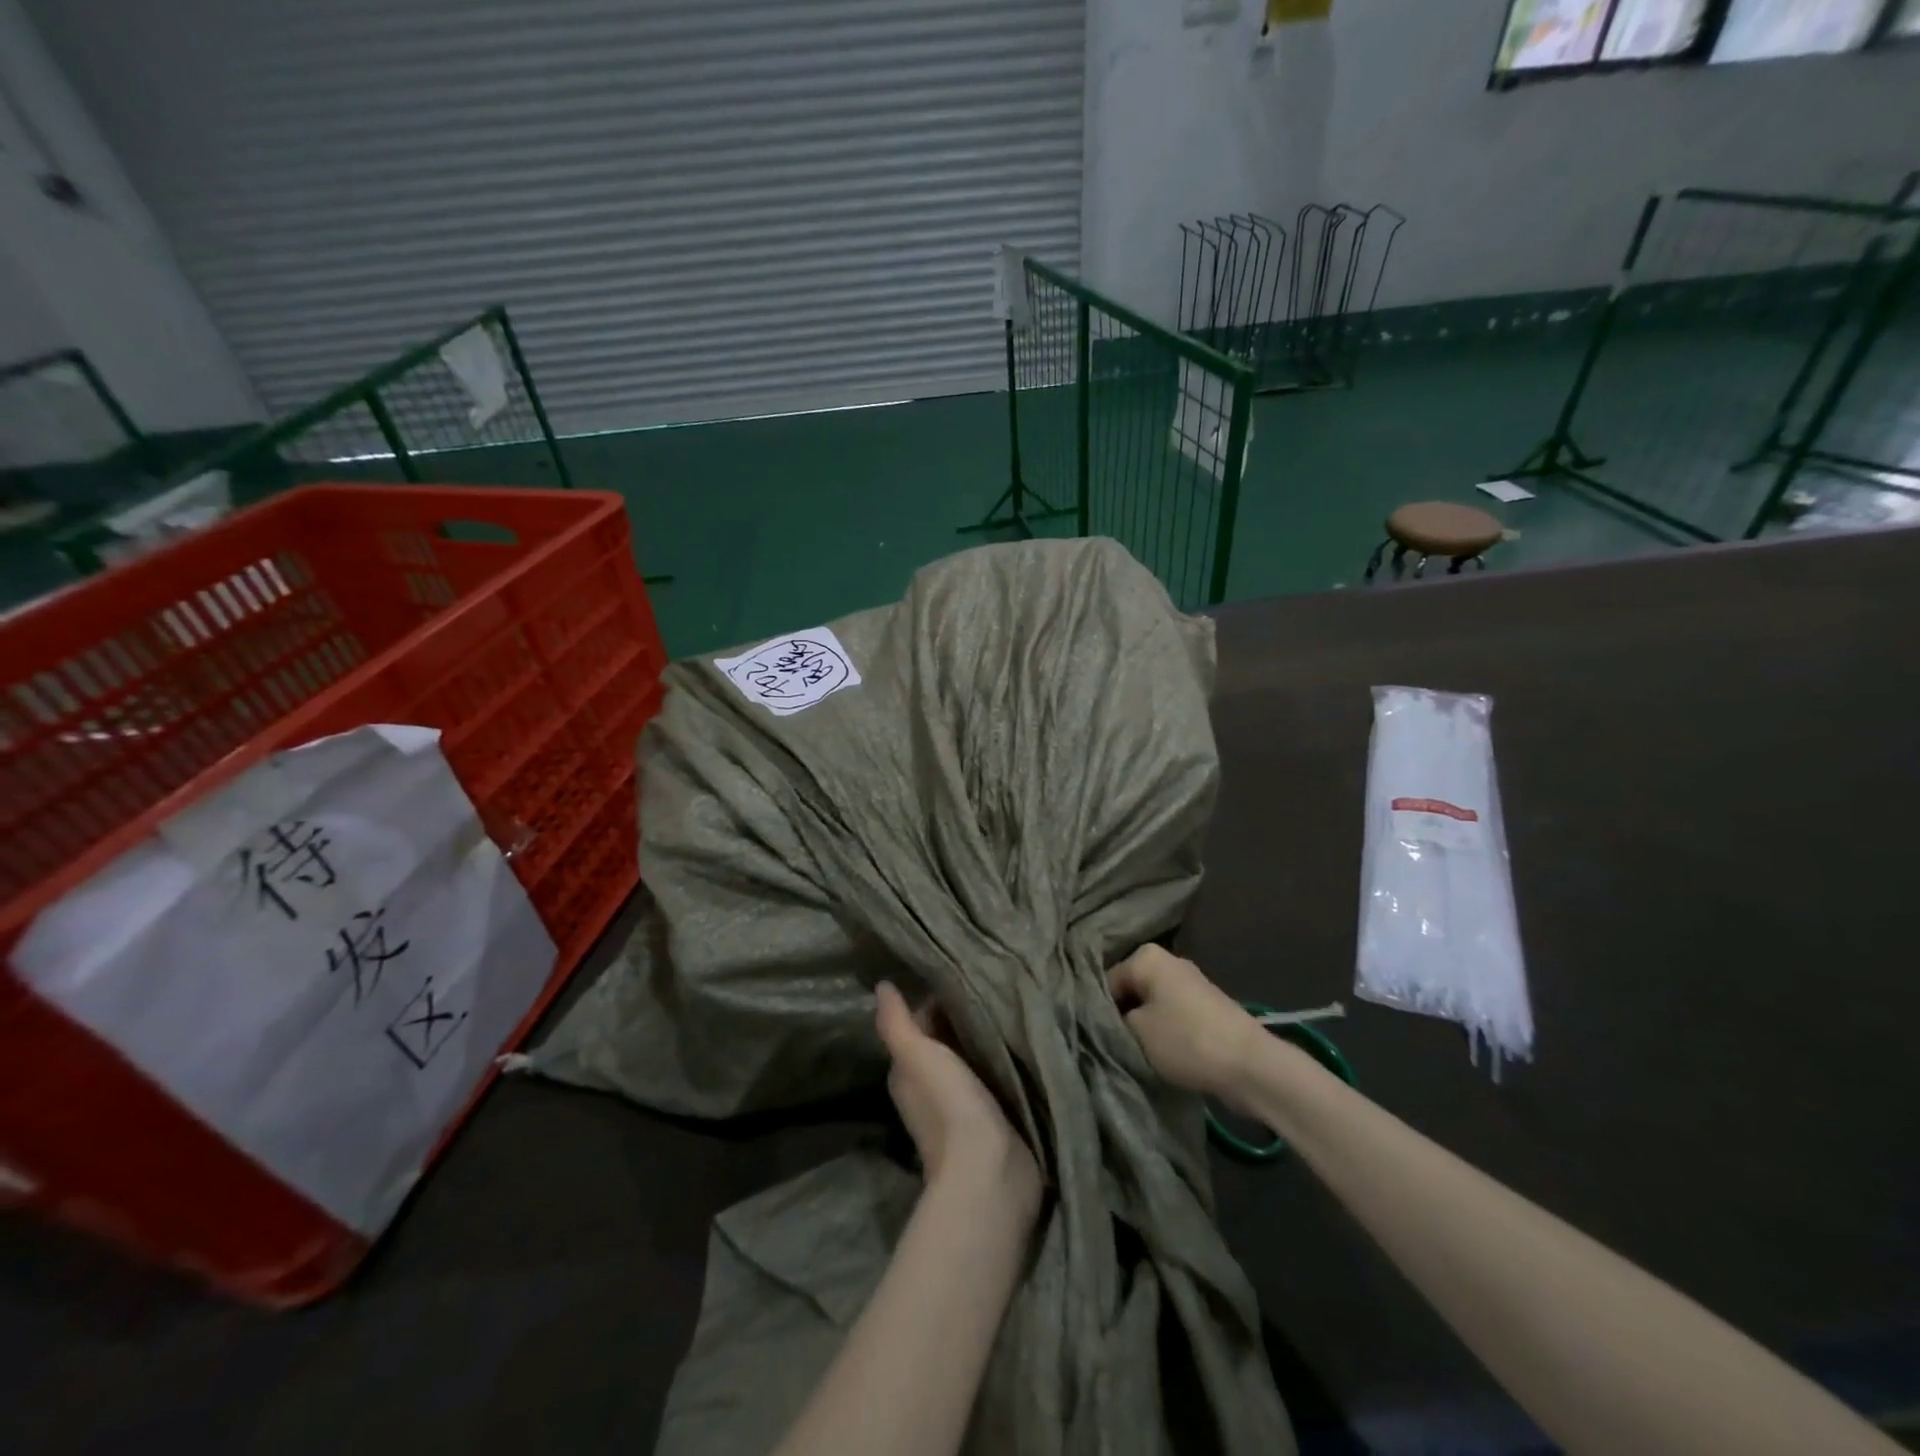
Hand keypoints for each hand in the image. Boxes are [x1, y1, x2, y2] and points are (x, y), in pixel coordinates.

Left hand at [875, 982, 1040, 1210]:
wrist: (989, 1172)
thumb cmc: (948, 1107)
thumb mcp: (916, 1056)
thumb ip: (896, 1023)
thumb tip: (881, 985)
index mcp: (908, 1073)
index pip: (919, 1025)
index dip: (935, 1001)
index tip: (961, 974)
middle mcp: (930, 1088)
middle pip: (946, 1042)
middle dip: (963, 1018)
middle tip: (991, 983)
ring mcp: (963, 1104)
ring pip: (971, 1059)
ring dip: (984, 1039)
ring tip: (1008, 1003)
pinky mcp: (994, 1116)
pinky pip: (995, 1077)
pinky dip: (1002, 1060)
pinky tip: (1020, 1040)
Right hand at [1108, 944, 1264, 1105]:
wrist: (1250, 1066)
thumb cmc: (1185, 1041)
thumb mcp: (1135, 1031)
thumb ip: (1112, 1019)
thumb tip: (1108, 1018)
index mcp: (1146, 956)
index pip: (1107, 981)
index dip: (1099, 1011)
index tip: (1098, 1038)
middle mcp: (1168, 961)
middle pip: (1130, 991)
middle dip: (1123, 1017)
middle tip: (1116, 1046)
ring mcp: (1190, 984)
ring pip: (1150, 1005)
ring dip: (1143, 1028)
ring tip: (1138, 1054)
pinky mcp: (1205, 1007)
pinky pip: (1171, 1016)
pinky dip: (1164, 1033)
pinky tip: (1162, 1054)